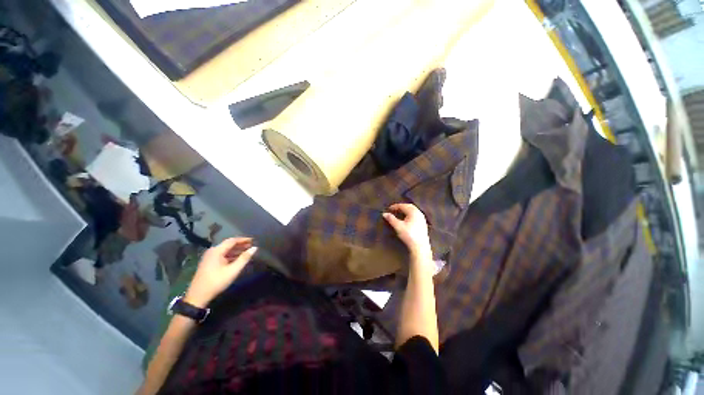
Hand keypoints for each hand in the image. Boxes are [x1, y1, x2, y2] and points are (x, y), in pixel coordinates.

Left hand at [184, 238, 256, 307]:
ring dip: (236, 250)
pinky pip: (222, 255)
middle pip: (228, 244)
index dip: (243, 239)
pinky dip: (231, 255)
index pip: (232, 240)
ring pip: (225, 250)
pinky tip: (237, 258)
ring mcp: (209, 257)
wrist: (198, 296)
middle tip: (251, 246)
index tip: (253, 240)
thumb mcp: (233, 270)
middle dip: (240, 244)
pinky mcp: (209, 263)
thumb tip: (255, 248)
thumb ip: (244, 258)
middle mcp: (212, 251)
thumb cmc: (217, 281)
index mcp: (217, 251)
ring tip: (247, 251)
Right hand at [383, 203, 432, 261]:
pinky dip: (409, 215)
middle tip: (394, 209)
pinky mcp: (423, 224)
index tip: (389, 208)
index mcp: (413, 212)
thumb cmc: (409, 235)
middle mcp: (419, 213)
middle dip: (401, 207)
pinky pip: (415, 215)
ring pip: (413, 211)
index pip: (403, 206)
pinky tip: (406, 219)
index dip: (395, 206)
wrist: (420, 247)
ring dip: (406, 210)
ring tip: (399, 213)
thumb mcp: (398, 226)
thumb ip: (391, 219)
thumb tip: (384, 213)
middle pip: (409, 207)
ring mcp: (422, 219)